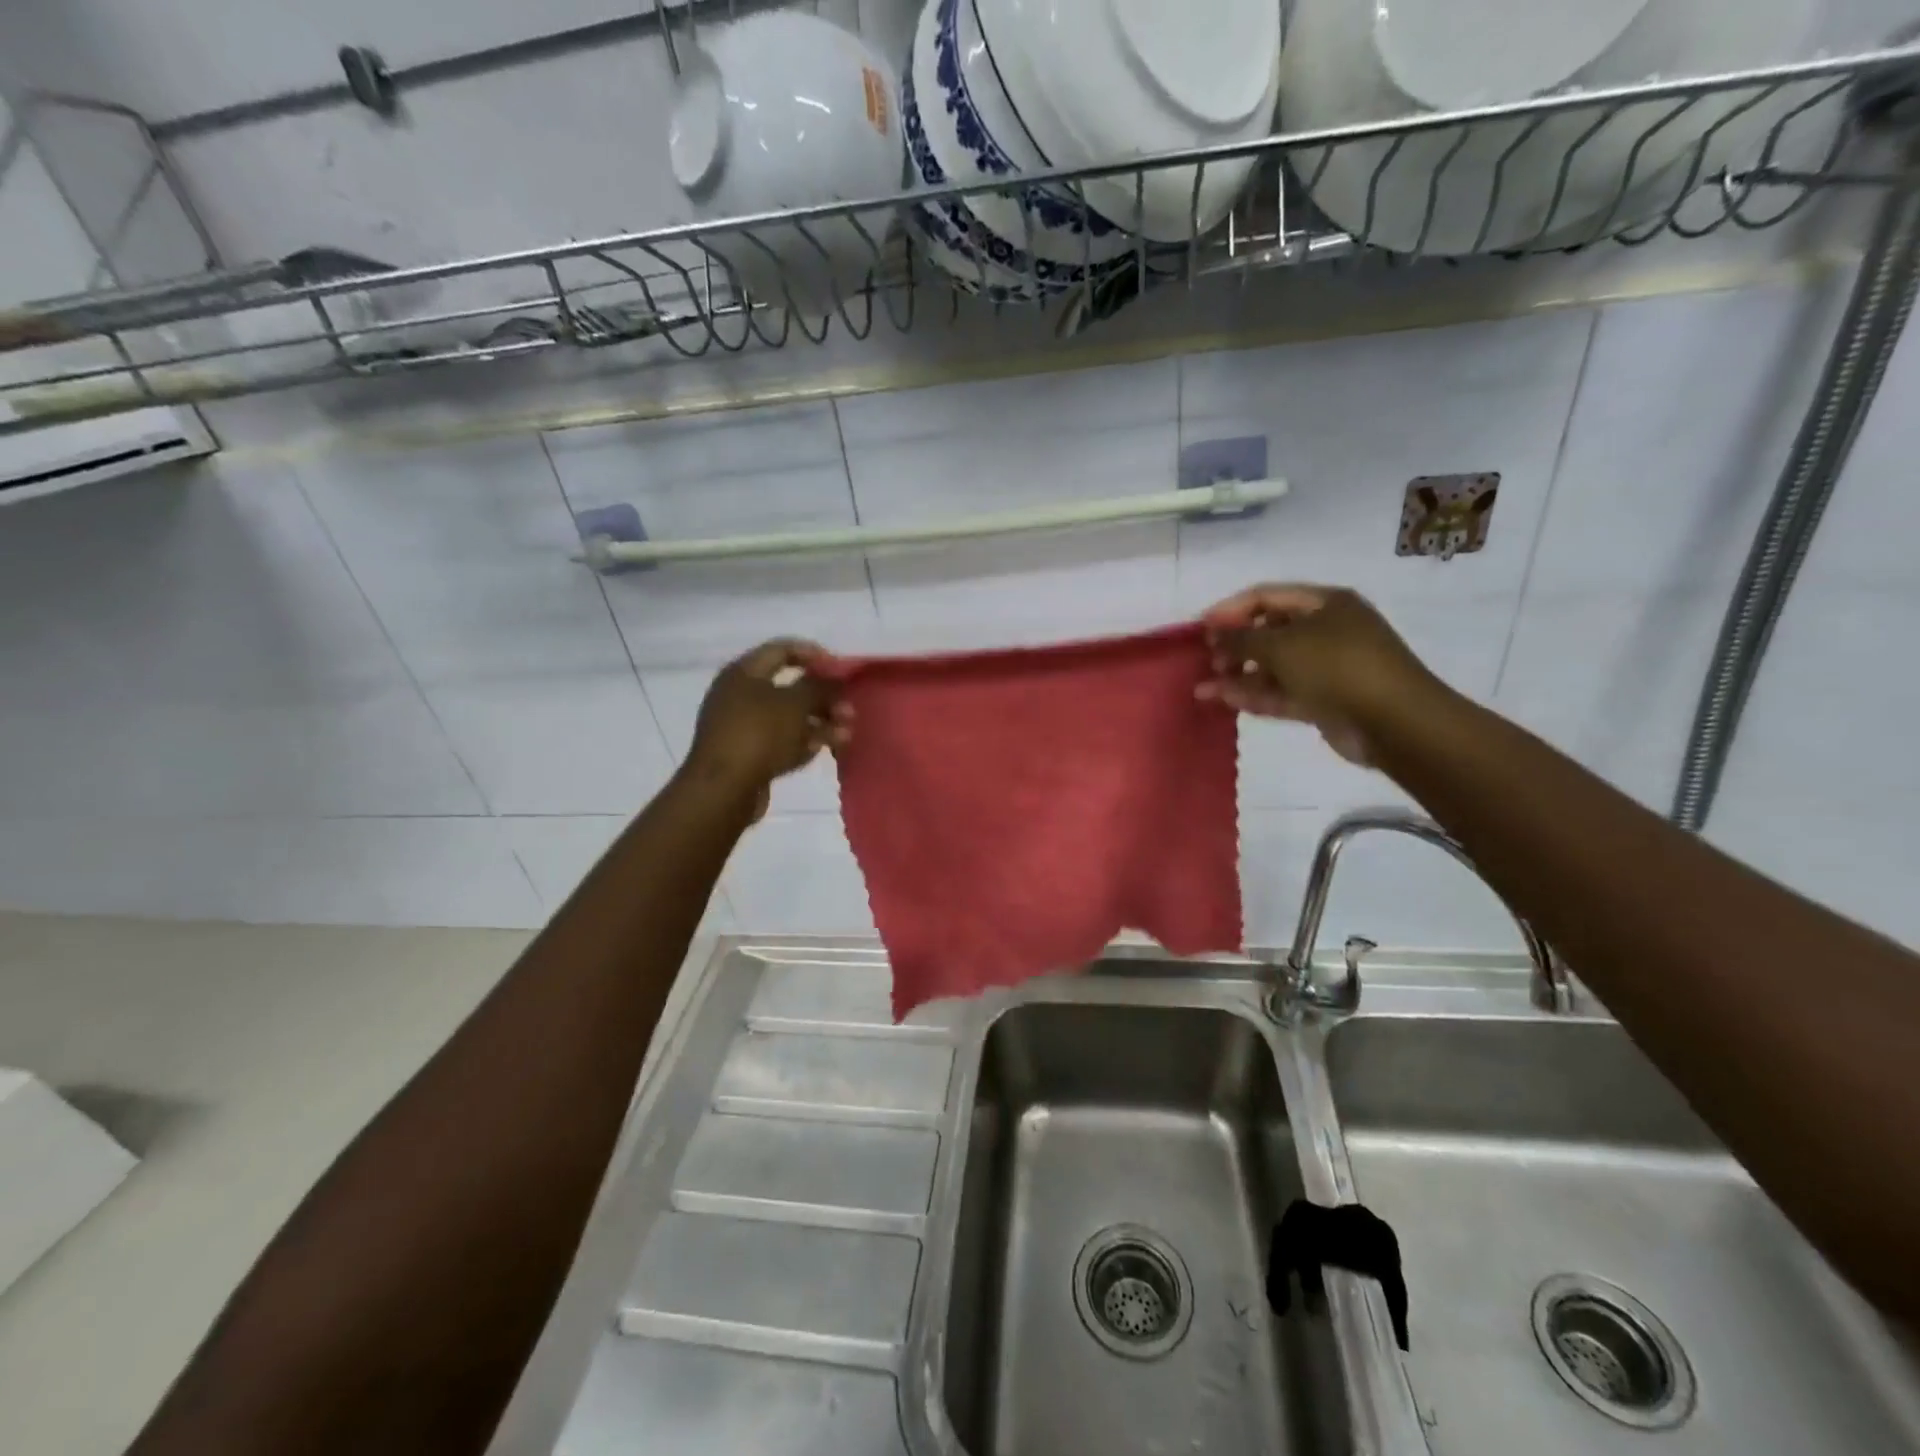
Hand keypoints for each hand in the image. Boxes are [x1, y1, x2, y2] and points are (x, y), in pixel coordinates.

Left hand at [683, 641, 852, 812]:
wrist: (723, 791)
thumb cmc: (759, 735)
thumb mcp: (795, 704)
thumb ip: (820, 687)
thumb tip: (835, 678)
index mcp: (743, 672)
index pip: (782, 649)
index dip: (814, 654)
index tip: (841, 669)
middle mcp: (739, 694)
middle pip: (789, 687)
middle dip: (823, 697)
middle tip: (848, 709)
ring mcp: (742, 726)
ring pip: (789, 717)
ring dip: (820, 722)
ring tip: (846, 733)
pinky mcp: (748, 754)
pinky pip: (781, 740)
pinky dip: (804, 741)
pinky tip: (826, 749)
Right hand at [1195, 585, 1441, 764]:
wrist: (1394, 722)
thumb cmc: (1337, 667)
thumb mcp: (1282, 645)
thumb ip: (1241, 638)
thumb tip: (1214, 635)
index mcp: (1324, 603)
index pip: (1266, 596)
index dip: (1229, 609)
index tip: (1200, 629)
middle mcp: (1326, 630)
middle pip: (1268, 631)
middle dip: (1234, 646)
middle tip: (1207, 661)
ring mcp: (1325, 667)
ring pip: (1272, 666)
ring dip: (1238, 675)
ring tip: (1202, 688)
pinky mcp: (1323, 699)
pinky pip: (1281, 692)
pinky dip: (1254, 695)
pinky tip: (1223, 700)